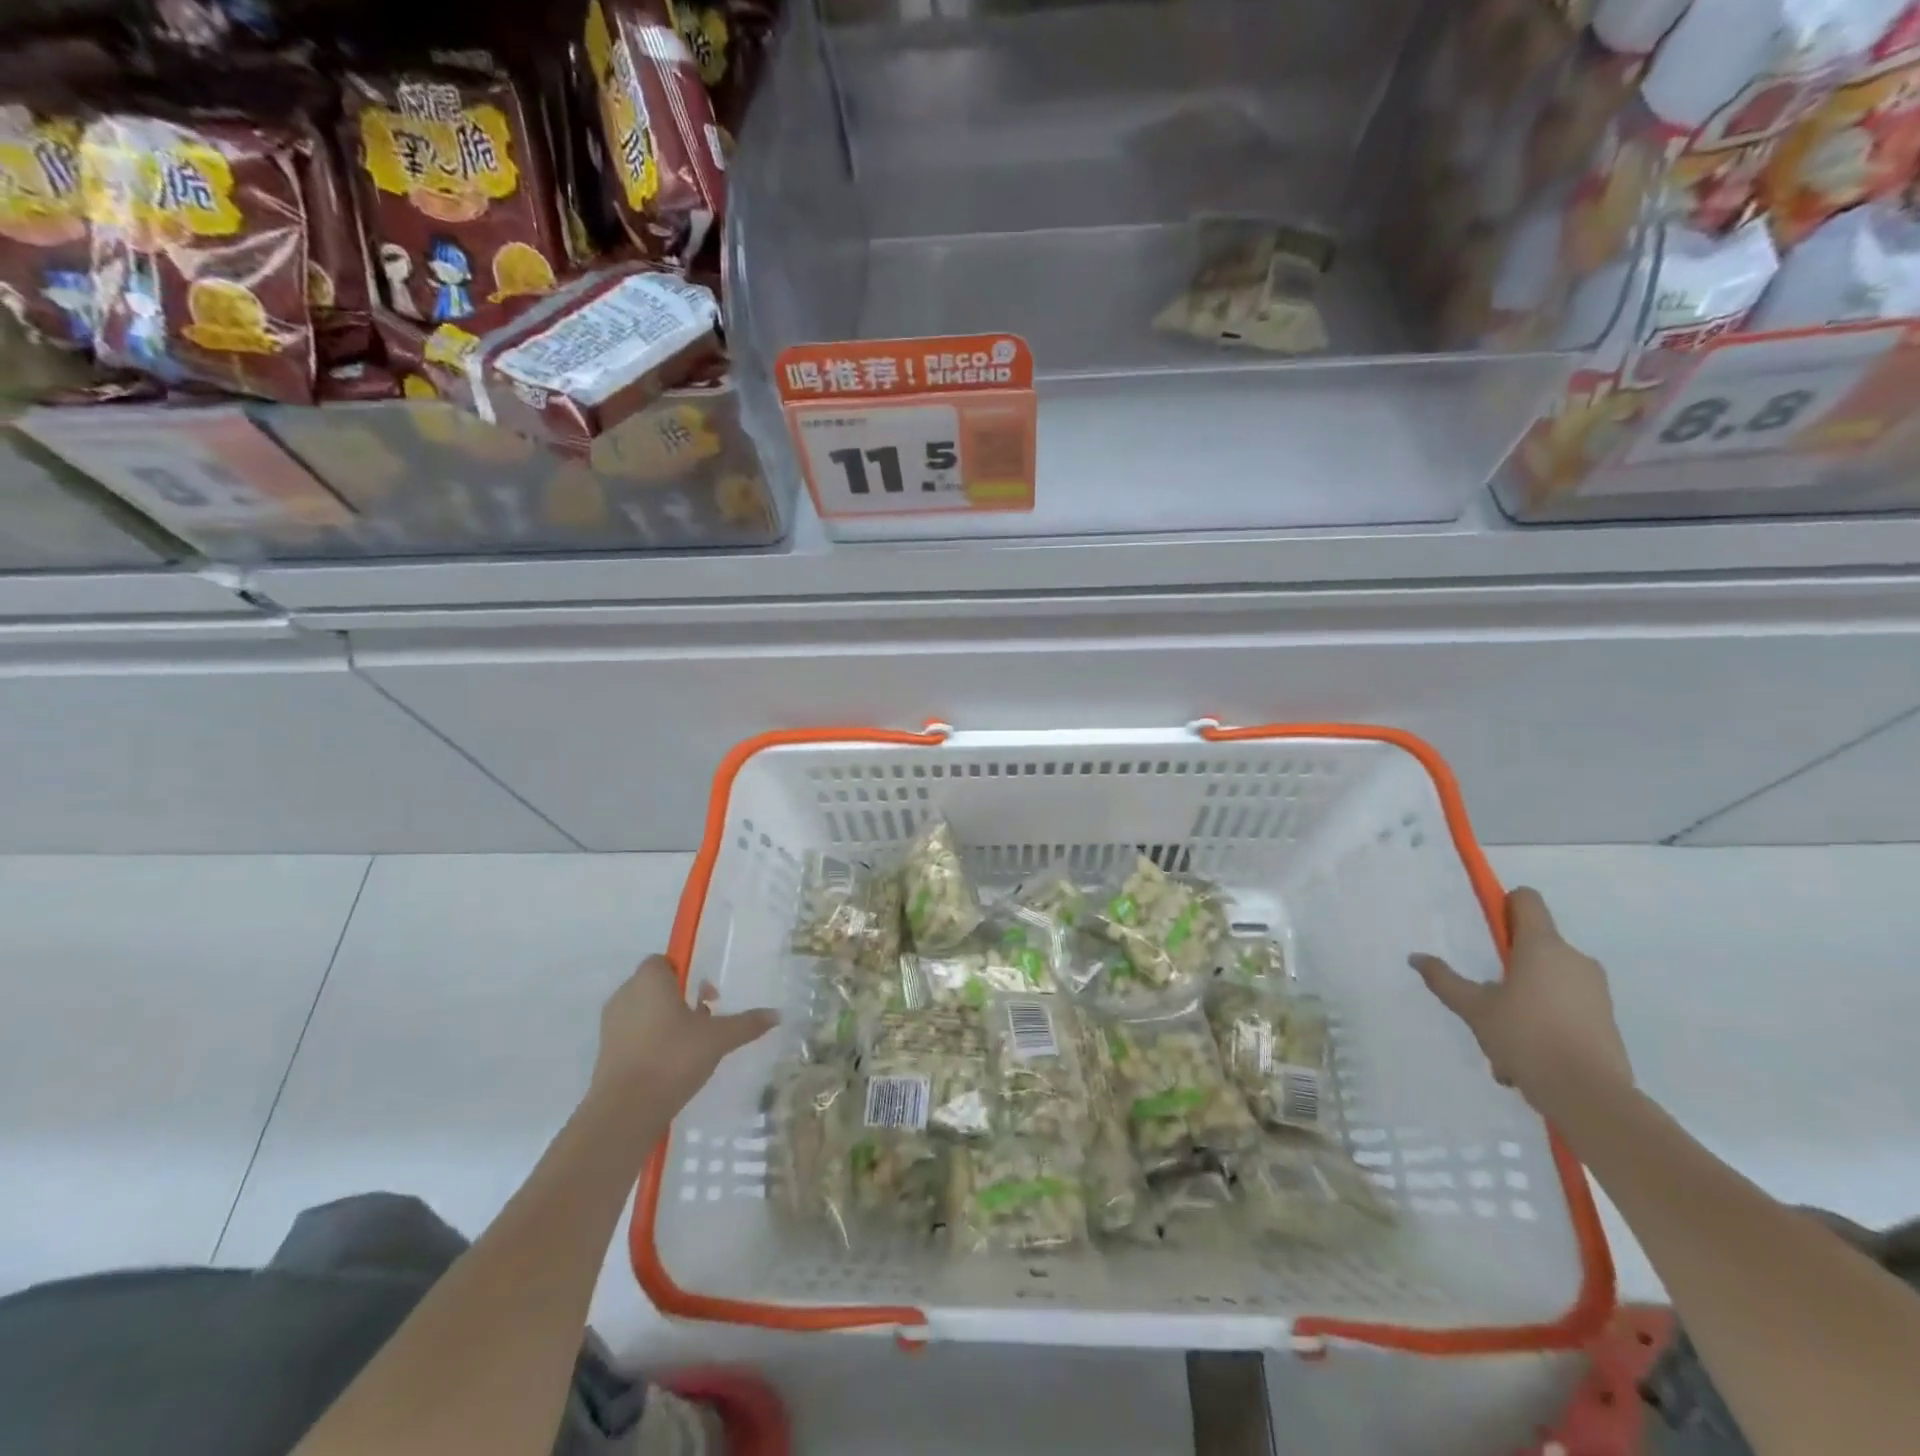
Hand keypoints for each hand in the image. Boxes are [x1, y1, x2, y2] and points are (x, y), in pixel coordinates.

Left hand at [590, 956, 777, 1110]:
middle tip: (703, 1018)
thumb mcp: (718, 1038)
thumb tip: (777, 1015)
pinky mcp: (605, 1054)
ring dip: (664, 1021)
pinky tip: (671, 1064)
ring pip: (643, 1011)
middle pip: (655, 986)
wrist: (625, 1111)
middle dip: (678, 998)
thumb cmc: (672, 1058)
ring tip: (690, 1044)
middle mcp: (625, 995)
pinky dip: (650, 1042)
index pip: (663, 961)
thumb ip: (747, 1023)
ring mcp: (611, 1026)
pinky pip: (633, 1035)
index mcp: (649, 980)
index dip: (685, 972)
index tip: (705, 993)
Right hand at [1410, 887, 1633, 1121]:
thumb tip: (1416, 957)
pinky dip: (1543, 1021)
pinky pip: (1564, 1006)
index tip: (1487, 930)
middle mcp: (1574, 959)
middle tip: (1487, 996)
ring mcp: (1595, 989)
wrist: (1591, 1095)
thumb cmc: (1526, 1037)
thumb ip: (1444, 979)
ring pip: (1547, 980)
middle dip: (1508, 966)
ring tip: (1502, 1037)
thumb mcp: (1473, 1008)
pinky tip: (1525, 1057)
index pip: (1526, 900)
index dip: (1504, 905)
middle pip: (1534, 944)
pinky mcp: (1605, 1018)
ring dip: (1523, 999)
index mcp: (1543, 946)